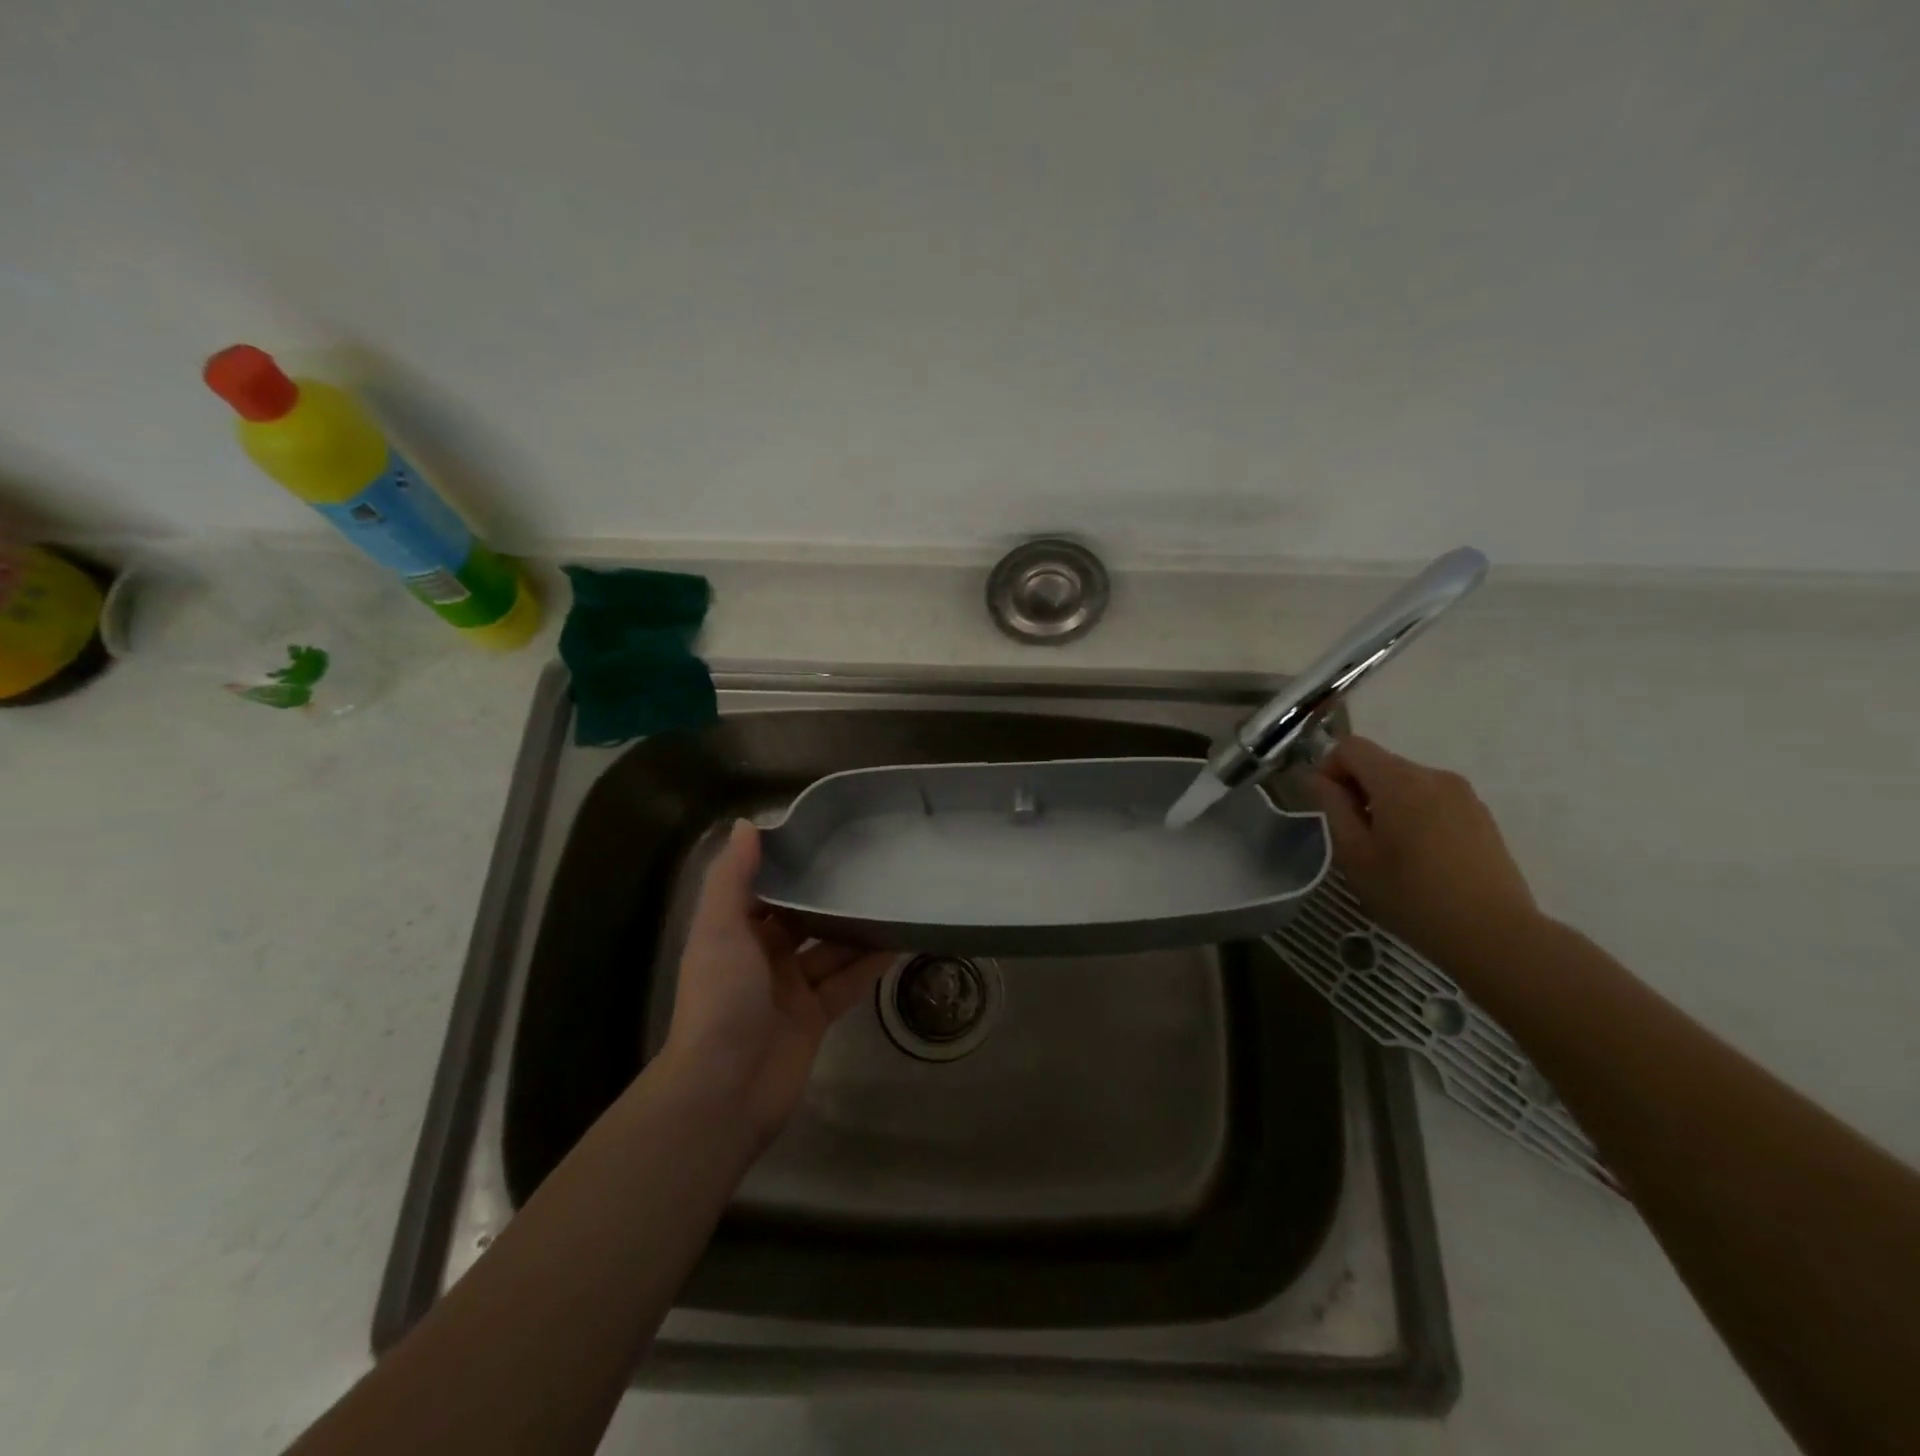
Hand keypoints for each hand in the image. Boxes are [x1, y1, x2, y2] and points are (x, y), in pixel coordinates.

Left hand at [659, 820, 892, 1143]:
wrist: (724, 1091)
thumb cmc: (720, 999)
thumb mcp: (720, 929)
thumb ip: (732, 878)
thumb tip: (747, 824)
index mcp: (735, 933)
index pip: (765, 889)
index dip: (789, 864)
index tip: (824, 835)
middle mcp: (762, 957)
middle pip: (802, 918)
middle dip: (829, 895)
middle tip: (870, 864)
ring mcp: (790, 989)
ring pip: (829, 949)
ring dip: (855, 929)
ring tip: (891, 897)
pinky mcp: (815, 1017)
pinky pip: (846, 983)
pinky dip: (868, 965)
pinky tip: (897, 941)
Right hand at [1304, 736, 1540, 973]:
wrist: (1494, 934)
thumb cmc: (1411, 896)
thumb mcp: (1354, 855)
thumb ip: (1332, 808)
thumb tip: (1317, 780)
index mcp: (1399, 781)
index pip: (1351, 747)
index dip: (1328, 768)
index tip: (1325, 806)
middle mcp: (1433, 775)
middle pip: (1380, 763)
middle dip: (1357, 788)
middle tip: (1351, 835)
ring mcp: (1463, 794)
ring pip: (1407, 782)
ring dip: (1385, 802)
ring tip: (1386, 849)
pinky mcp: (1481, 815)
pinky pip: (1433, 799)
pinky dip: (1414, 814)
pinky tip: (1418, 856)